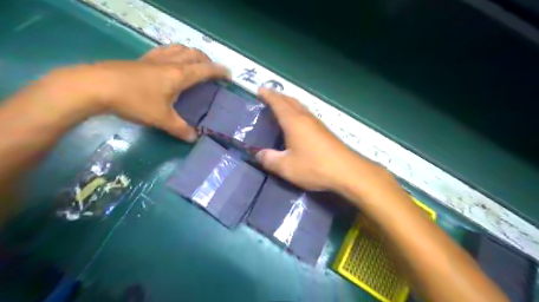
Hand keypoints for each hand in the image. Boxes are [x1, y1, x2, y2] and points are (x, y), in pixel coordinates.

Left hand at [46, 44, 229, 141]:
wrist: (95, 86)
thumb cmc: (135, 101)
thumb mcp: (162, 119)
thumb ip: (180, 129)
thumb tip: (194, 139)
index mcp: (179, 75)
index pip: (206, 69)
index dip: (220, 71)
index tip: (229, 76)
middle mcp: (170, 63)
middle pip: (194, 54)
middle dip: (207, 61)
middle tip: (212, 71)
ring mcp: (154, 59)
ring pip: (179, 49)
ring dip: (192, 54)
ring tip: (195, 63)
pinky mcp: (141, 60)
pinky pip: (164, 51)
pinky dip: (174, 53)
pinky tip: (170, 62)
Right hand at [255, 88, 379, 190]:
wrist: (347, 171)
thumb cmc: (314, 167)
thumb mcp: (286, 167)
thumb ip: (269, 159)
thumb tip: (259, 154)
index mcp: (294, 122)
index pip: (278, 102)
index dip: (268, 95)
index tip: (259, 90)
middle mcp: (306, 118)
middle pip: (290, 100)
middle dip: (278, 96)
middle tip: (267, 97)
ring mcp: (318, 123)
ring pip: (300, 106)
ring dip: (289, 103)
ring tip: (280, 107)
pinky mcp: (325, 131)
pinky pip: (307, 115)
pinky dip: (297, 112)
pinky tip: (298, 123)